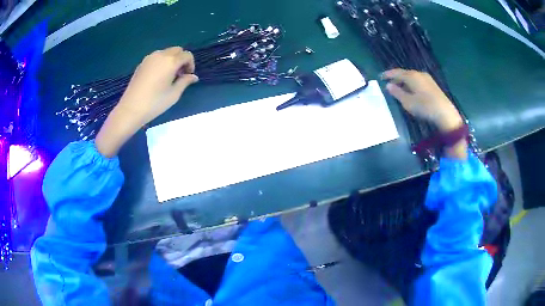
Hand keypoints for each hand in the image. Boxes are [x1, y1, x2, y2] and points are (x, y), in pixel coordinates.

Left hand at [117, 47, 197, 125]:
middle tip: (180, 74)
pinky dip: (161, 62)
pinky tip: (158, 76)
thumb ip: (185, 82)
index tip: (188, 76)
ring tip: (169, 75)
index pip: (187, 55)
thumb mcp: (174, 94)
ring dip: (171, 60)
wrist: (131, 109)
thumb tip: (193, 76)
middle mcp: (161, 55)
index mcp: (171, 61)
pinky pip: (156, 57)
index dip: (191, 64)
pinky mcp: (142, 63)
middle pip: (177, 50)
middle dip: (181, 59)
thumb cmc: (155, 103)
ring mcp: (149, 58)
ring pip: (166, 52)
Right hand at [382, 69, 466, 159]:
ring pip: (412, 77)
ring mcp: (427, 78)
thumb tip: (388, 85)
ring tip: (399, 87)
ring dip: (404, 81)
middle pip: (405, 73)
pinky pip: (418, 80)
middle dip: (396, 77)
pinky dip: (411, 83)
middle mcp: (419, 74)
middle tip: (389, 83)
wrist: (445, 113)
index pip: (397, 72)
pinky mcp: (432, 85)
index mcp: (411, 76)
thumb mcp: (408, 102)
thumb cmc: (424, 107)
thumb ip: (397, 93)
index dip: (388, 74)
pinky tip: (411, 90)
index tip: (380, 76)